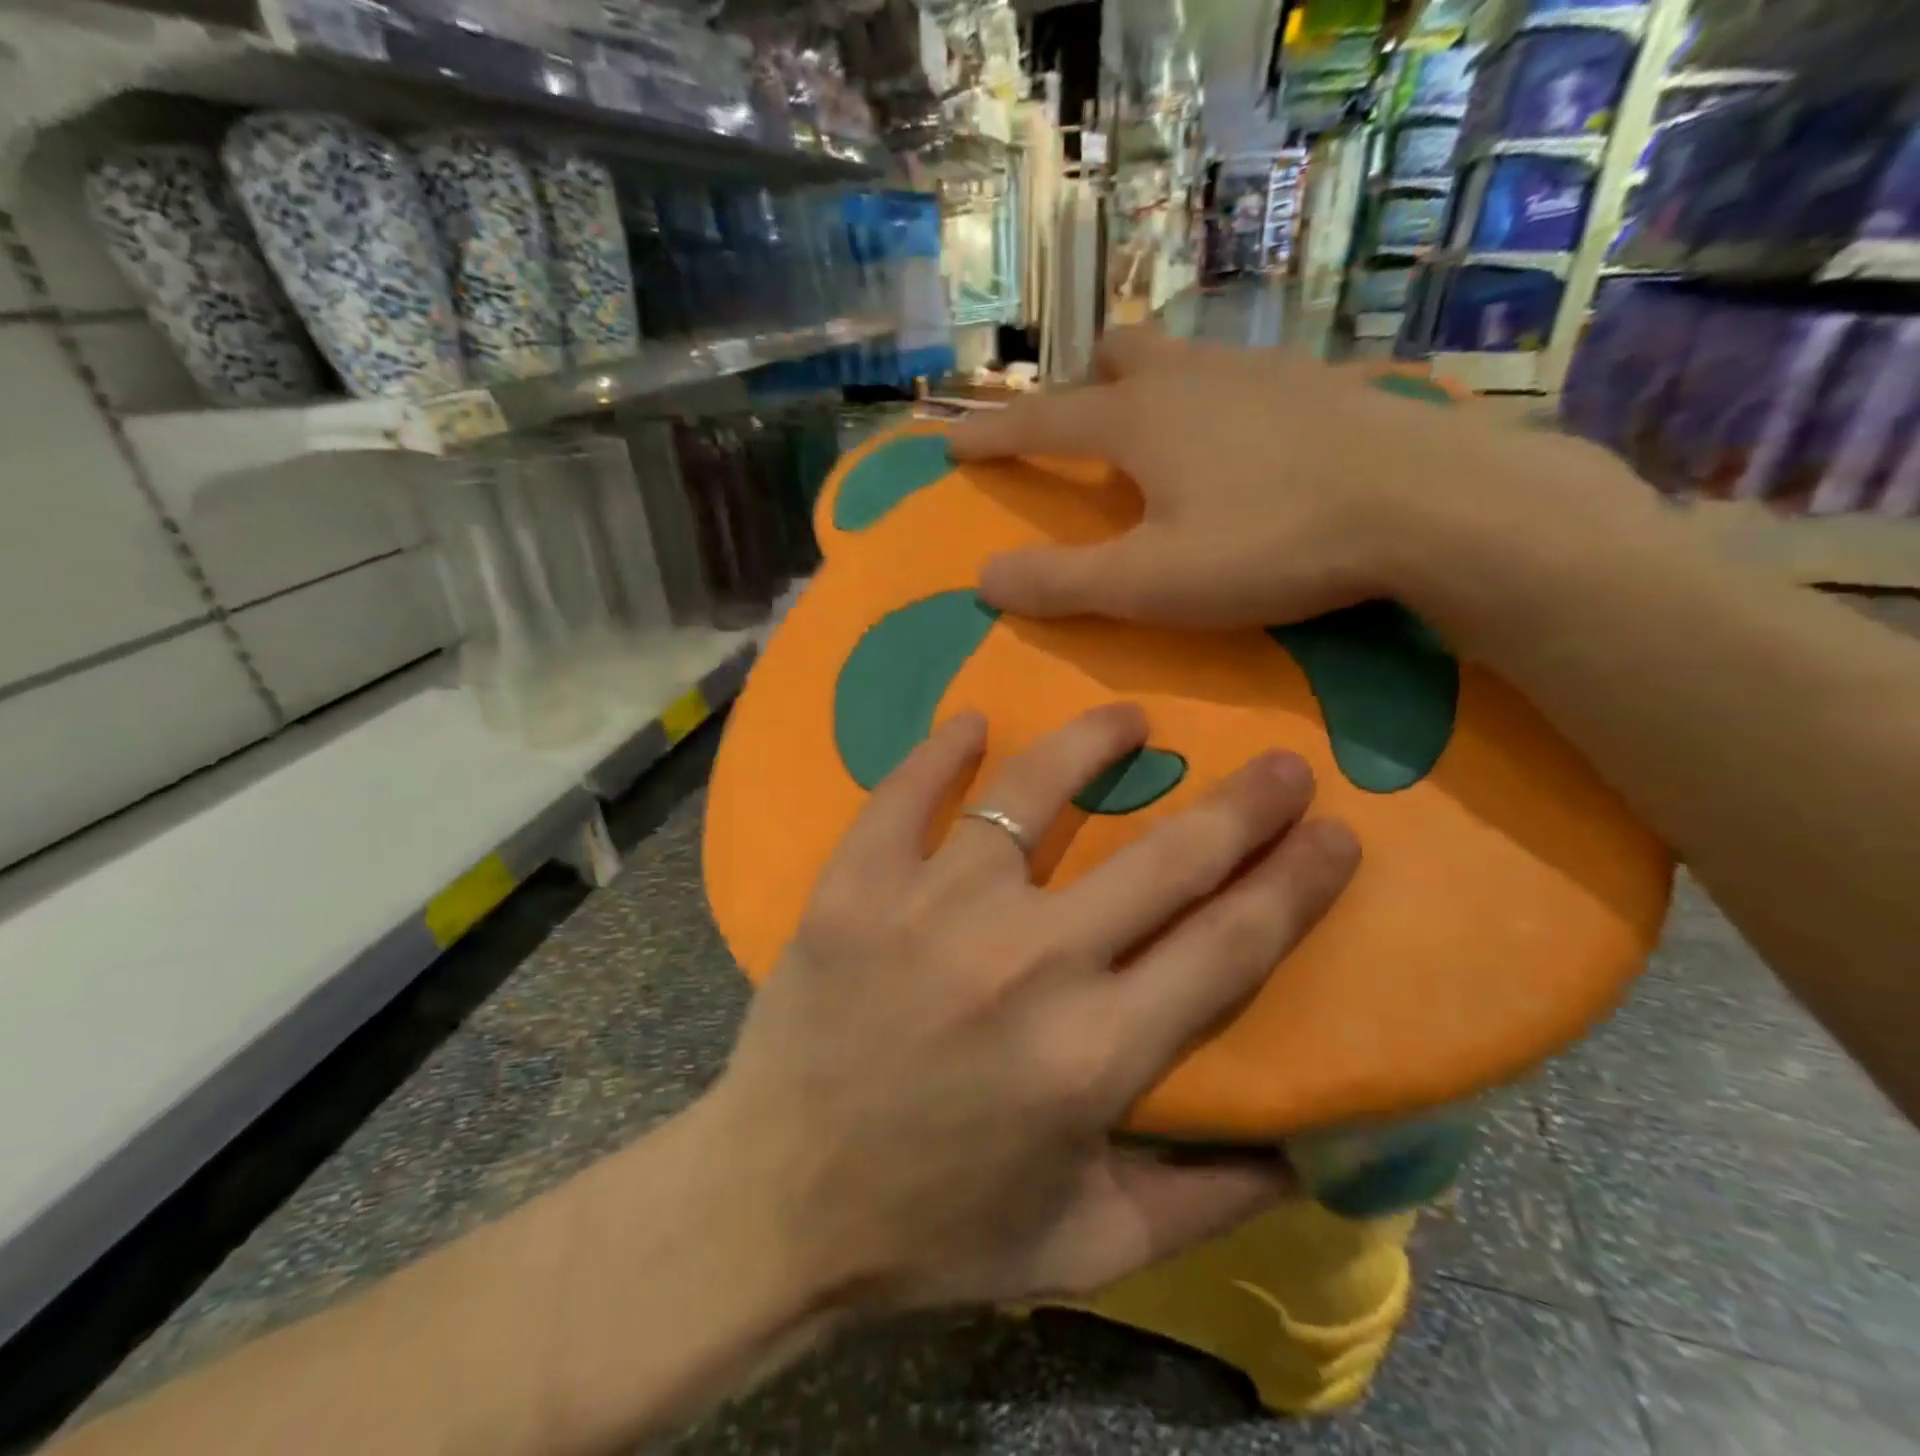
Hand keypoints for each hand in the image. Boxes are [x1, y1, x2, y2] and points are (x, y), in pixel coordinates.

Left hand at [708, 704, 1357, 1312]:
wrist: (774, 1203)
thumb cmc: (933, 1228)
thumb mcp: (1082, 1246)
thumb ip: (1202, 1204)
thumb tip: (1302, 1153)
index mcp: (1094, 1054)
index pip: (1229, 945)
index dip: (1296, 881)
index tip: (1334, 830)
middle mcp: (1025, 963)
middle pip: (1164, 859)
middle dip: (1241, 804)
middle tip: (1280, 762)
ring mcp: (932, 911)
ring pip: (1031, 796)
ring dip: (1089, 745)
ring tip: (1127, 718)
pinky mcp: (856, 888)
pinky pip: (906, 795)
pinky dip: (942, 753)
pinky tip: (973, 725)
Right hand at [948, 327, 1642, 630]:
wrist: (1429, 504)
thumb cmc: (1270, 544)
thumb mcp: (1149, 584)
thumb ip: (1060, 583)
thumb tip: (983, 578)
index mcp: (1139, 421)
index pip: (1042, 421)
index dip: (992, 436)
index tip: (953, 443)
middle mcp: (1191, 378)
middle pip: (1115, 357)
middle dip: (1079, 386)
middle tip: (1074, 428)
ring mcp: (1260, 371)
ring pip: (1180, 358)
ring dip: (1147, 386)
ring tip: (1152, 433)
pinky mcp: (1317, 384)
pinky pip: (1239, 376)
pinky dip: (1211, 400)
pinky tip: (1238, 439)